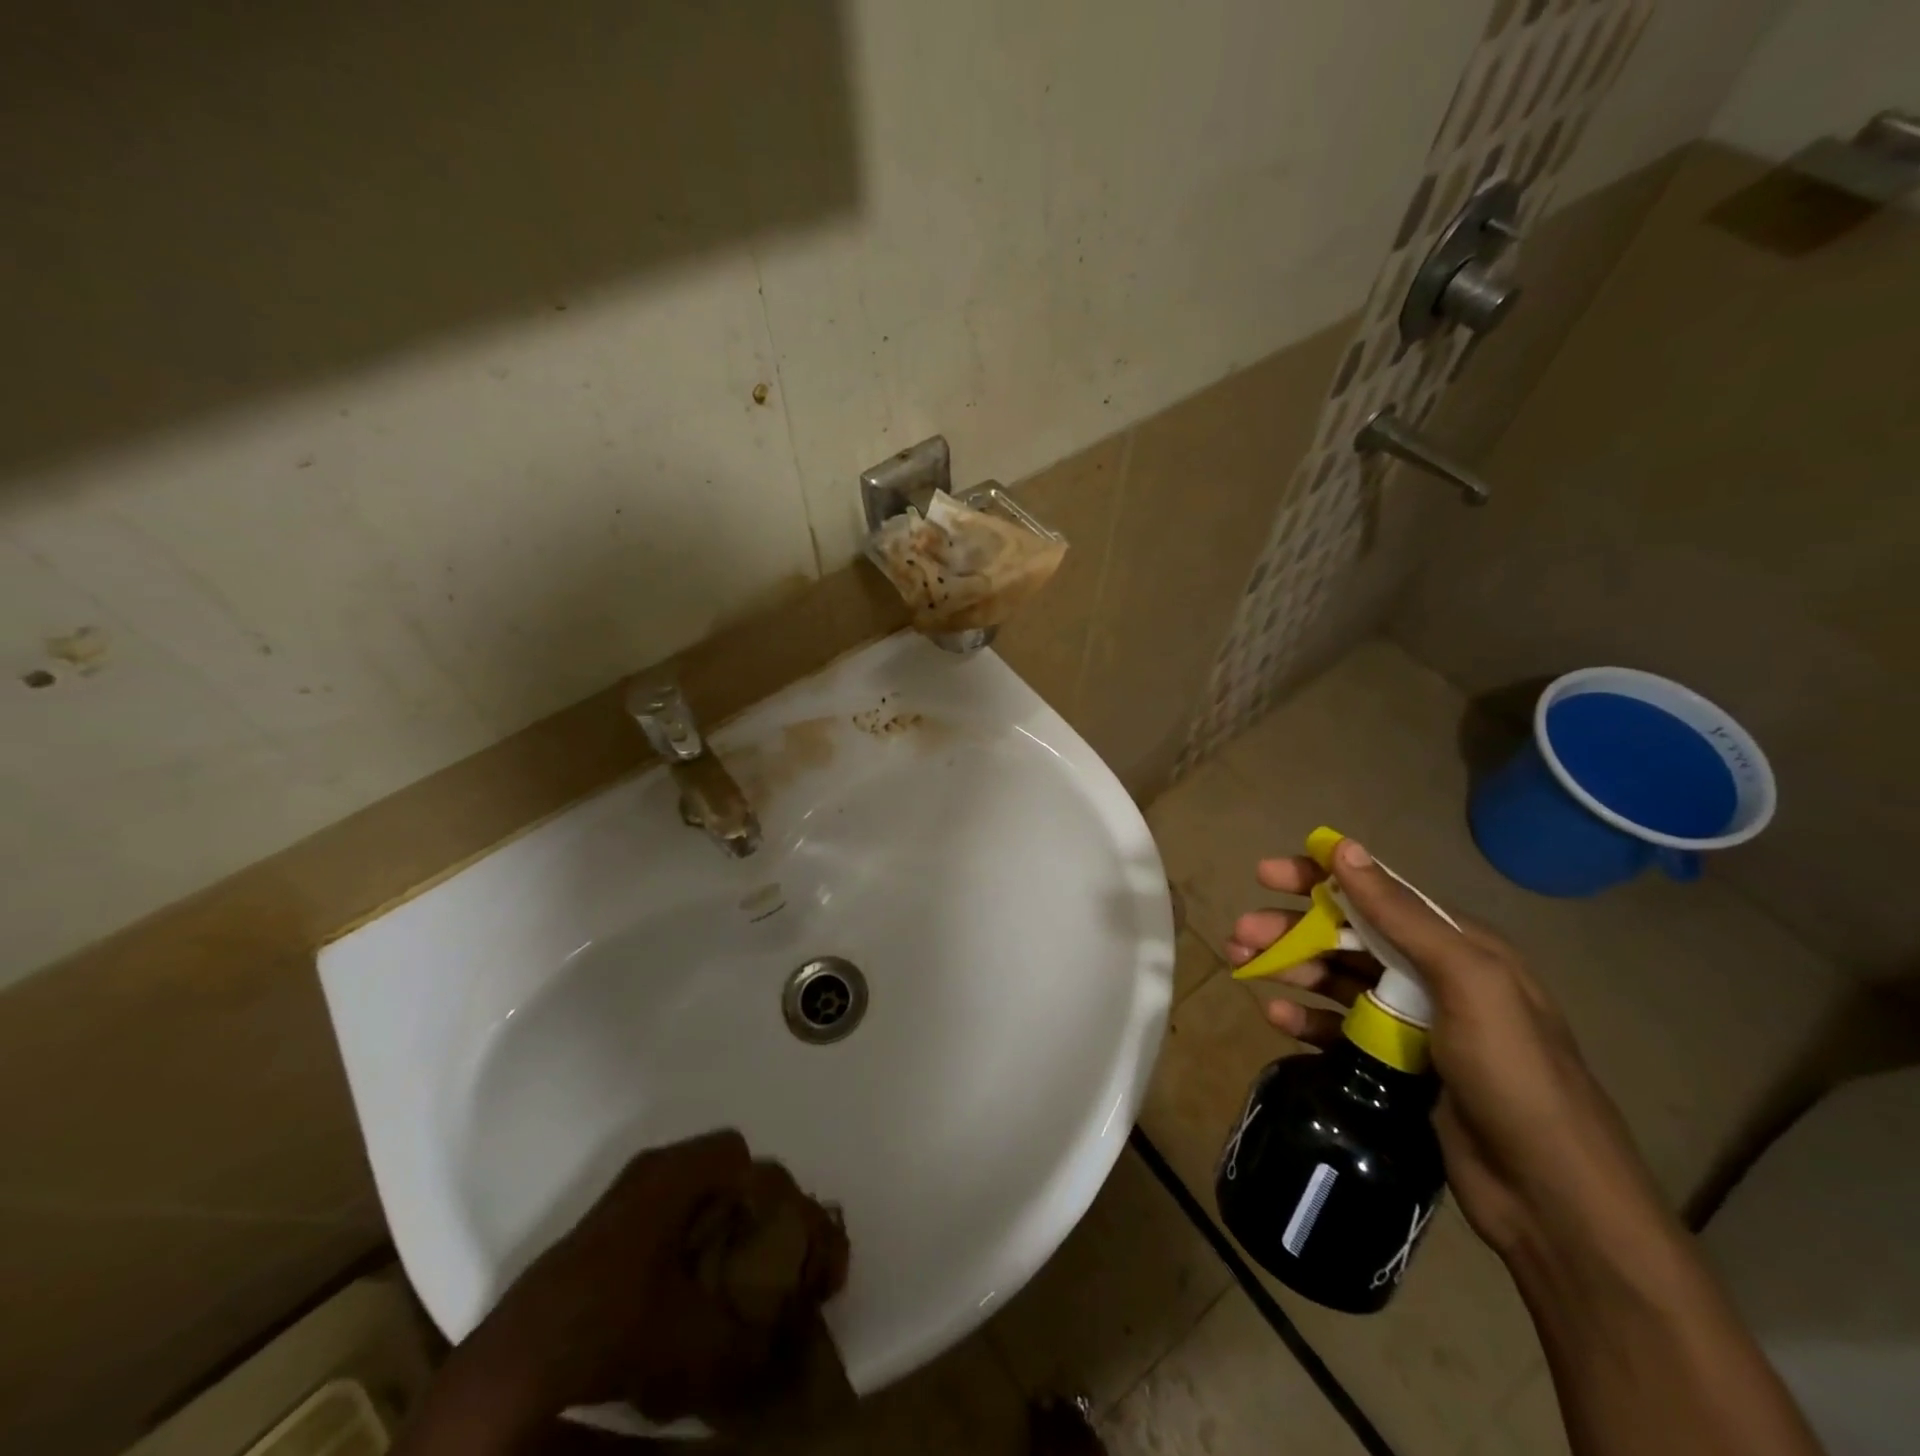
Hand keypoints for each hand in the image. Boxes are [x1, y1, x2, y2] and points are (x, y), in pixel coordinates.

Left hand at [435, 1131, 766, 1440]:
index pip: (738, 1151)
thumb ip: (752, 1340)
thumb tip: (787, 1345)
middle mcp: (651, 1170)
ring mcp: (623, 1194)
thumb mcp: (696, 1341)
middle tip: (760, 1257)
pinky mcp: (602, 1226)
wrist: (517, 1361)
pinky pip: (663, 1213)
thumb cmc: (615, 1325)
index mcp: (675, 1173)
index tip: (778, 1234)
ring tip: (727, 1277)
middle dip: (745, 1210)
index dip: (766, 1188)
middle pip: (717, 1170)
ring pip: (690, 1194)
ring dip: (715, 1227)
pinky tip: (684, 1291)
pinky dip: (684, 1242)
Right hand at [1227, 840, 1669, 1262]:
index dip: (1318, 878)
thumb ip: (1402, 915)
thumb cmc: (1514, 1075)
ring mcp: (1413, 1022)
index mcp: (1457, 945)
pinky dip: (1307, 1018)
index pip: (1375, 893)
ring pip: (1336, 979)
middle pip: (1346, 936)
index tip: (1265, 876)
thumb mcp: (1468, 982)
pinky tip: (1277, 1017)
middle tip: (1240, 934)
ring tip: (1243, 967)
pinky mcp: (1397, 1065)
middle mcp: (1432, 975)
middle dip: (1290, 929)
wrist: (1554, 1199)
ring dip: (1289, 968)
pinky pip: (1339, 1029)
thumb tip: (1345, 850)